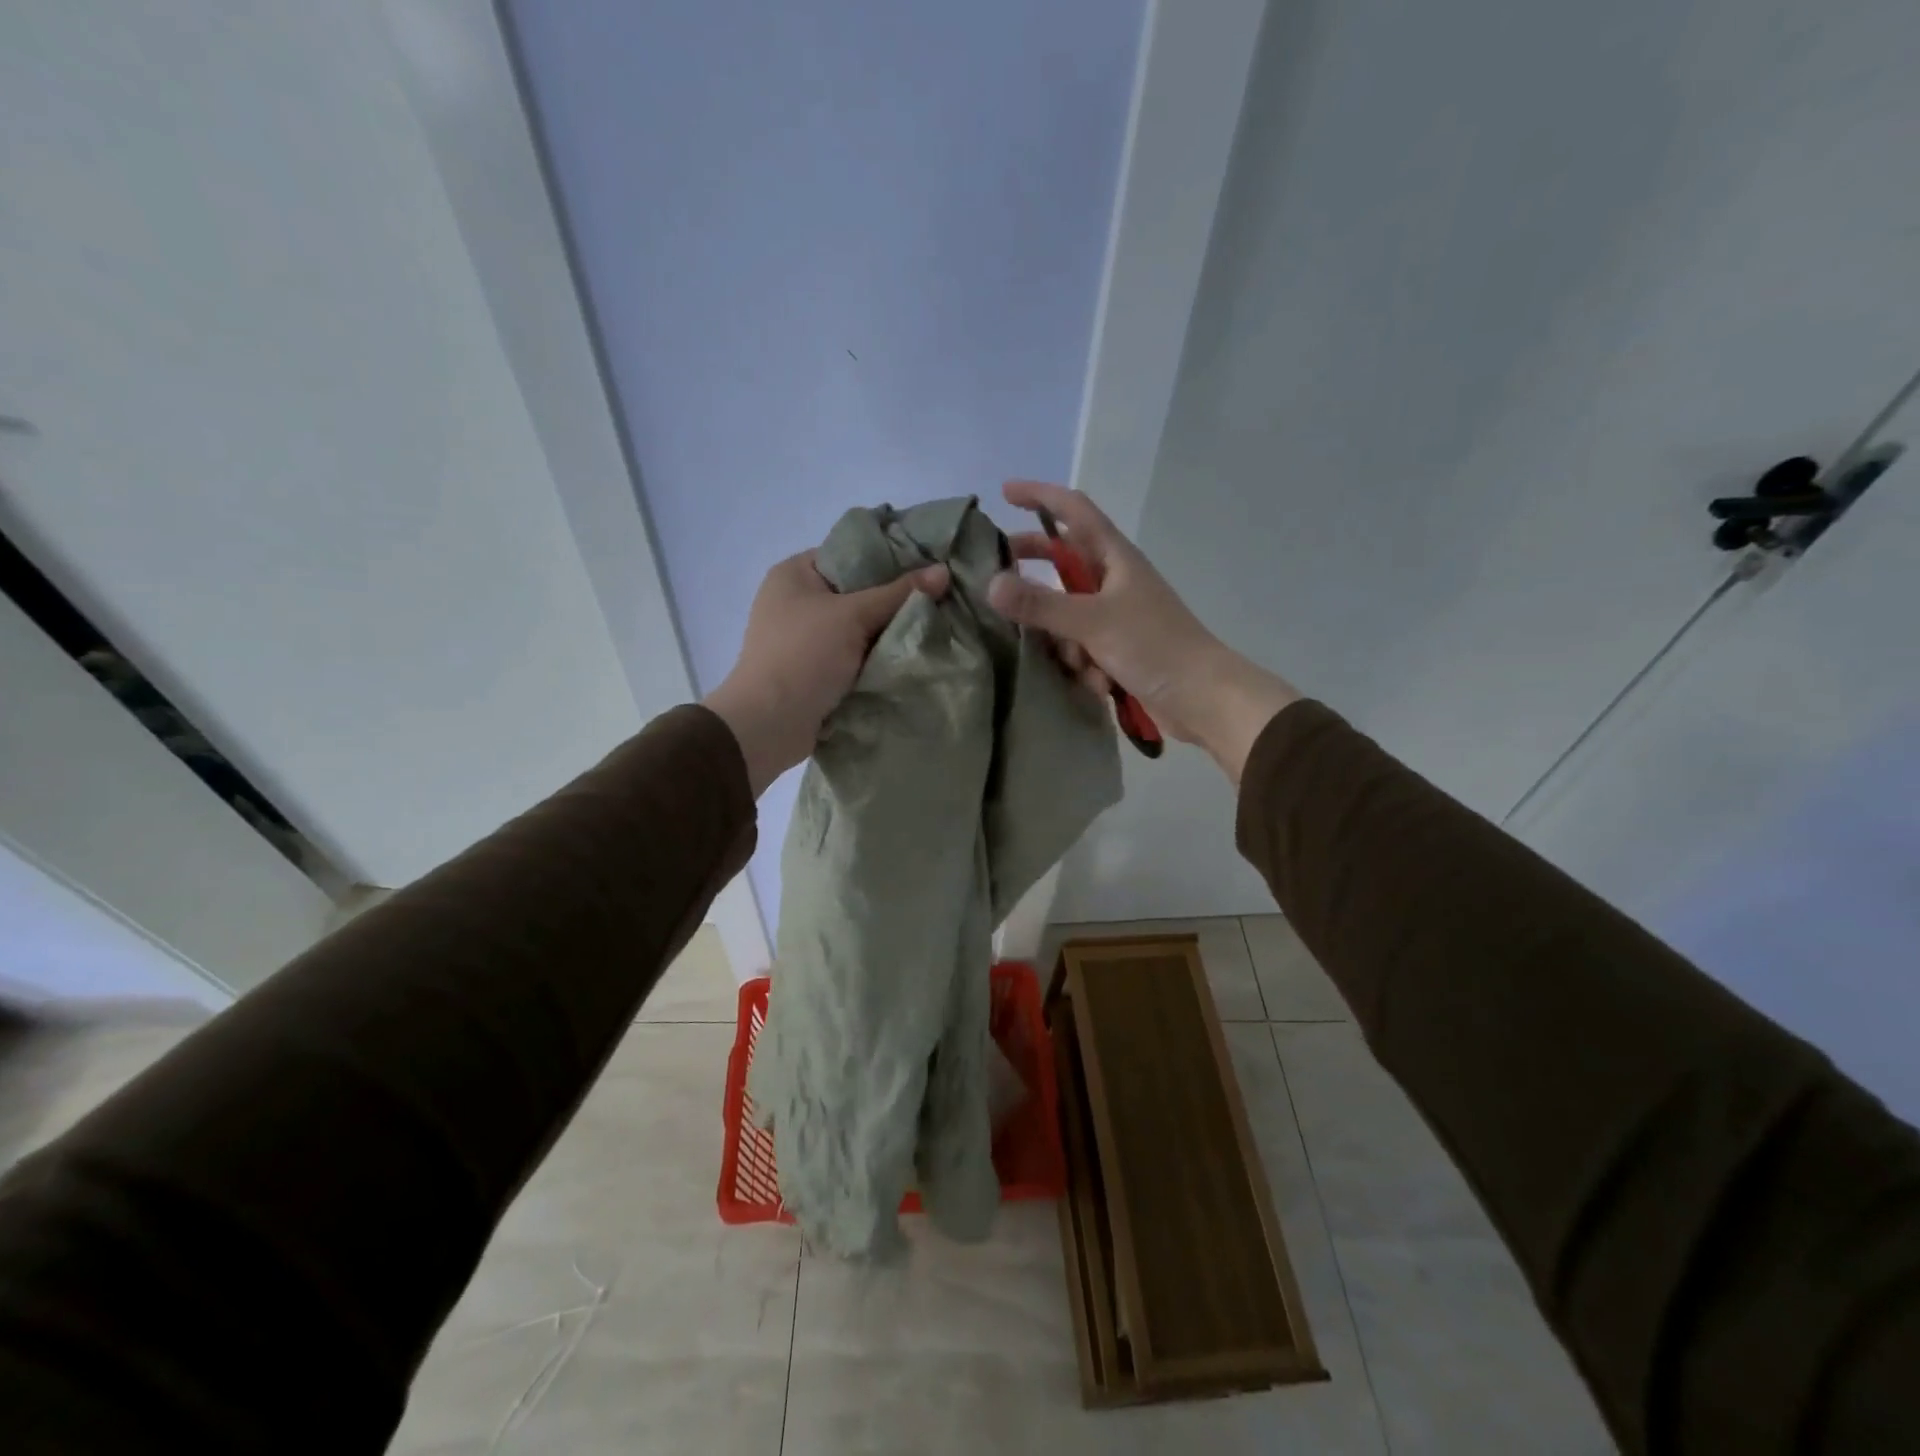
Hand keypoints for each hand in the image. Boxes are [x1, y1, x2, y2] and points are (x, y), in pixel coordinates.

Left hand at [705, 550, 948, 795]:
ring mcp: (805, 638)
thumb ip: (899, 594)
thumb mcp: (853, 616)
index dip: (891, 558)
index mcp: (795, 574)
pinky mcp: (816, 670)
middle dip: (896, 600)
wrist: (768, 724)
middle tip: (941, 598)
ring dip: (890, 633)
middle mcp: (797, 601)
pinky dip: (878, 658)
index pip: (852, 553)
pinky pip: (855, 656)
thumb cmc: (803, 656)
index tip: (931, 566)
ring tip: (935, 626)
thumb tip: (944, 572)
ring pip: (860, 627)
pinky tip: (911, 656)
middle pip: (859, 592)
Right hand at [985, 480, 1298, 780]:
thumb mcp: (1093, 622)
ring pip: (1067, 612)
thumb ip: (1041, 604)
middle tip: (997, 573)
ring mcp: (1116, 615)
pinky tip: (1097, 683)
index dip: (1040, 496)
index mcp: (1115, 557)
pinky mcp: (1117, 648)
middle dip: (1035, 567)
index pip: (1073, 511)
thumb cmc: (1154, 646)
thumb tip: (990, 585)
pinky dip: (1082, 663)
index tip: (1005, 492)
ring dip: (1063, 636)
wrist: (1202, 697)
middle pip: (1064, 559)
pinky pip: (1081, 646)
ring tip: (1071, 659)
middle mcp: (1114, 579)